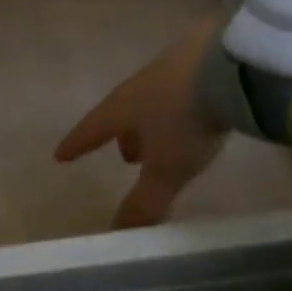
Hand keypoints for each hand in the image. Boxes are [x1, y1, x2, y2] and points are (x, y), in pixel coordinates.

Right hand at [54, 16, 224, 227]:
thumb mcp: (166, 168)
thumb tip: (117, 234)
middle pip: (122, 114)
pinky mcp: (201, 56)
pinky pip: (179, 87)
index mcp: (122, 109)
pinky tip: (193, 112)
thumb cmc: (187, 119)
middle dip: (122, 137)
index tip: (61, 155)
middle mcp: (139, 85)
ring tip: (162, 139)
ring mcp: (170, 67)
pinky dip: (178, 105)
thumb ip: (144, 201)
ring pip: (151, 100)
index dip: (76, 145)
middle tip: (128, 158)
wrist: (231, 63)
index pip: (91, 130)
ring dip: (151, 122)